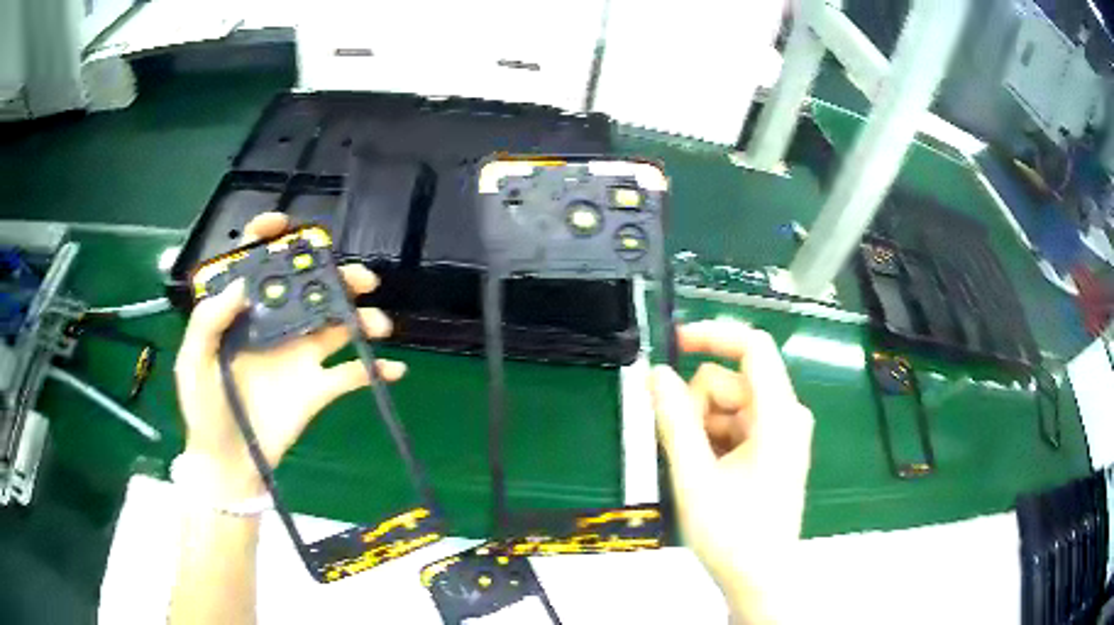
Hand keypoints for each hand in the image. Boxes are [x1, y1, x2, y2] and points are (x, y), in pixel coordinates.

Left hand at [174, 213, 404, 498]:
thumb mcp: (193, 364)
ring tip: (379, 325)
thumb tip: (241, 286)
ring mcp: (299, 356)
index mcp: (242, 314)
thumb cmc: (204, 410)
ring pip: (337, 324)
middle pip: (309, 288)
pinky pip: (352, 374)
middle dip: (336, 276)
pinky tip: (393, 369)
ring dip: (363, 318)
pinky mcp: (317, 388)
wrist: (229, 462)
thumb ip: (208, 323)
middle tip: (359, 280)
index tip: (284, 227)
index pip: (255, 265)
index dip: (267, 238)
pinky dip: (375, 369)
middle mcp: (275, 325)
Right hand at [649, 320, 812, 623]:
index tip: (673, 344)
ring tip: (698, 471)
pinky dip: (714, 440)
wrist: (759, 578)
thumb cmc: (732, 534)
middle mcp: (786, 415)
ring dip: (703, 428)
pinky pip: (735, 424)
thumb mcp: (694, 477)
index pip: (752, 347)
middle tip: (685, 452)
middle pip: (732, 381)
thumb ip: (673, 420)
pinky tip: (709, 473)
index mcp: (778, 416)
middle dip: (698, 407)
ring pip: (729, 404)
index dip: (712, 335)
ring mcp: (781, 433)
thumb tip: (655, 374)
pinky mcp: (773, 448)